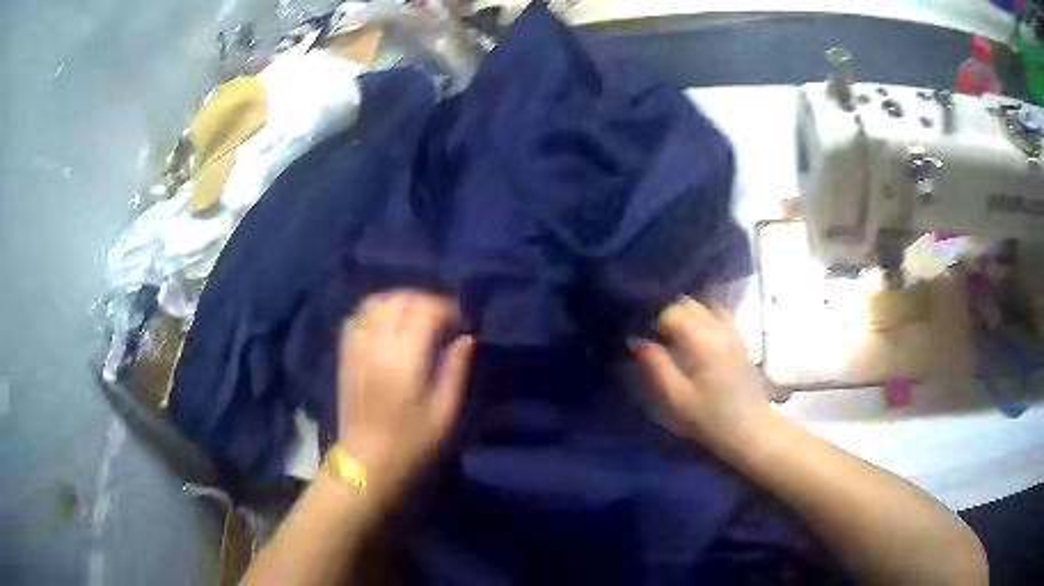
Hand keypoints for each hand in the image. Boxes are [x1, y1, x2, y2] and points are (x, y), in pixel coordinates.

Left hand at [337, 291, 473, 496]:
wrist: (368, 462)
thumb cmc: (413, 443)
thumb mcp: (446, 415)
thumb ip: (457, 371)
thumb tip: (466, 338)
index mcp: (405, 361)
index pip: (425, 312)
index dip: (448, 309)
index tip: (463, 323)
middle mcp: (377, 346)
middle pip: (400, 301)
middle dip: (427, 300)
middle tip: (445, 318)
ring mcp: (357, 348)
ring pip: (376, 302)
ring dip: (401, 300)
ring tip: (418, 315)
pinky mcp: (346, 355)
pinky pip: (358, 316)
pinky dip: (376, 309)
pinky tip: (389, 321)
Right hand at [631, 297, 769, 456]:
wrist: (750, 428)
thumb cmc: (710, 417)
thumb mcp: (677, 397)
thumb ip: (656, 365)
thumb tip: (636, 340)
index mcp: (702, 340)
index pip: (671, 311)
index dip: (652, 320)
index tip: (641, 335)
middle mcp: (718, 327)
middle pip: (687, 303)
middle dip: (667, 313)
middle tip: (652, 334)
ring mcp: (732, 330)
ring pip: (703, 304)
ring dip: (685, 313)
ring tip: (672, 333)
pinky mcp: (739, 337)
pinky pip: (717, 313)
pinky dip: (702, 315)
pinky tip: (694, 334)